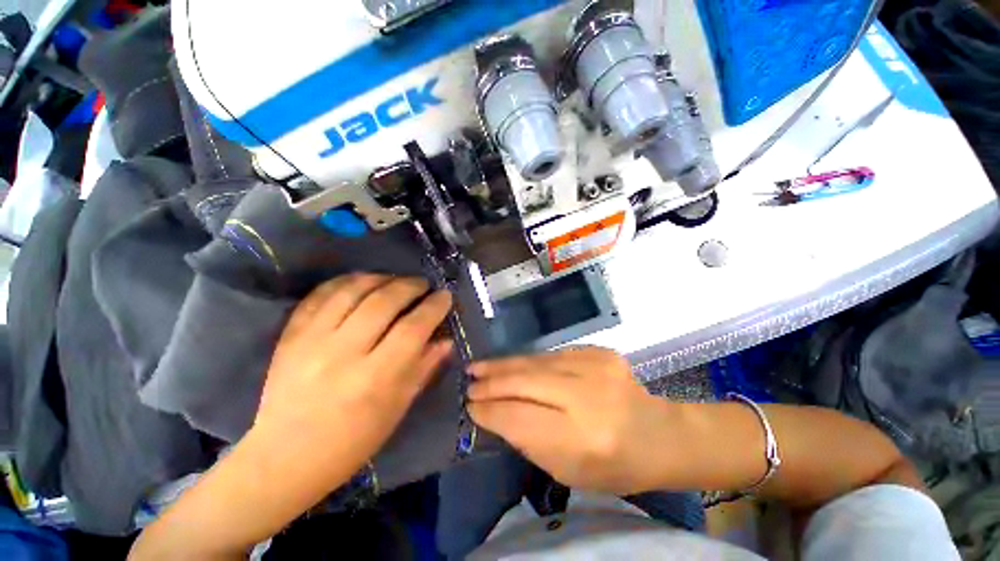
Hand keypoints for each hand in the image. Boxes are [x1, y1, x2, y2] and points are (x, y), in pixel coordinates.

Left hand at [253, 274, 453, 485]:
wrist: (284, 457)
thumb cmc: (352, 441)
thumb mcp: (397, 408)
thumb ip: (424, 368)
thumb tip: (446, 339)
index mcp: (375, 378)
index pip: (413, 327)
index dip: (434, 306)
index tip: (445, 296)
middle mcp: (343, 353)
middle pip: (384, 301)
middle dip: (411, 286)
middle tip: (423, 285)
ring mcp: (311, 340)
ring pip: (352, 290)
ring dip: (381, 278)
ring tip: (395, 280)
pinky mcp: (290, 335)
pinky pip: (321, 294)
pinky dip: (346, 281)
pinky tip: (362, 282)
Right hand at [468, 348, 671, 494]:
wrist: (658, 434)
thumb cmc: (614, 466)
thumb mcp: (567, 471)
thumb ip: (528, 440)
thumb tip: (495, 413)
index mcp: (582, 438)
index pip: (520, 417)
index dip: (490, 410)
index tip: (470, 406)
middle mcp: (587, 395)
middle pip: (525, 382)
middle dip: (492, 382)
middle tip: (469, 381)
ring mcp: (595, 366)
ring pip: (535, 361)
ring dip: (504, 365)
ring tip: (480, 367)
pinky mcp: (598, 351)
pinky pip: (551, 354)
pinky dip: (527, 360)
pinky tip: (512, 364)